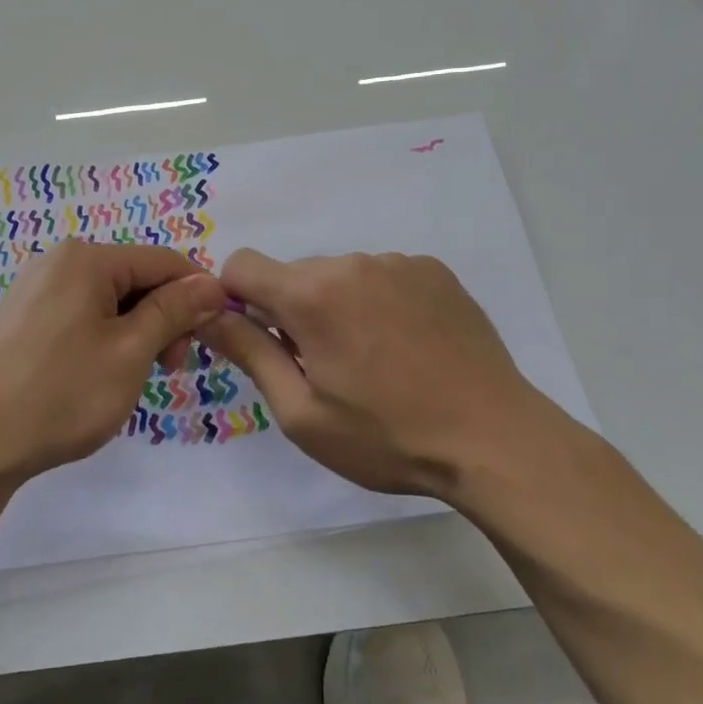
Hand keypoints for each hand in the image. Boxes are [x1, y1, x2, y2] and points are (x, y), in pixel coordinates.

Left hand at [0, 240, 226, 481]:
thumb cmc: (59, 394)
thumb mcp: (129, 352)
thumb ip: (173, 312)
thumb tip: (212, 283)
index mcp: (85, 258)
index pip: (163, 260)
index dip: (197, 294)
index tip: (214, 336)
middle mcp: (57, 262)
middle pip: (134, 278)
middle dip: (163, 318)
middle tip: (170, 369)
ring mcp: (34, 290)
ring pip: (108, 301)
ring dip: (135, 333)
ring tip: (134, 379)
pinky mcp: (21, 319)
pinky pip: (79, 316)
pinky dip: (104, 340)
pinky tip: (100, 377)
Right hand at [198, 250, 567, 500]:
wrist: (494, 440)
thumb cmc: (386, 437)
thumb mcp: (301, 413)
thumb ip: (249, 353)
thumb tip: (207, 315)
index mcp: (311, 294)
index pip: (241, 265)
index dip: (235, 300)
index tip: (259, 341)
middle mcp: (352, 263)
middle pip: (293, 274)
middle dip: (290, 311)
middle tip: (322, 368)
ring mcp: (399, 263)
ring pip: (339, 276)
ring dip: (336, 307)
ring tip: (372, 362)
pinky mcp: (434, 271)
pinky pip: (382, 276)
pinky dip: (377, 303)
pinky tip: (406, 348)